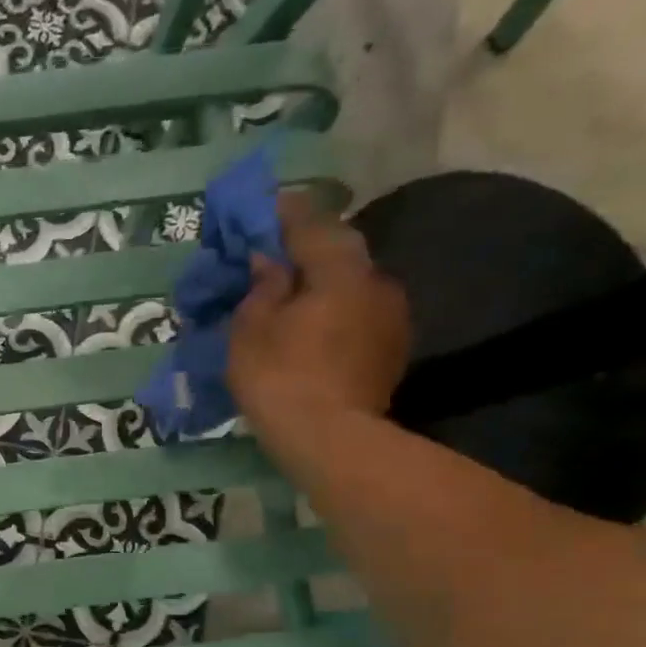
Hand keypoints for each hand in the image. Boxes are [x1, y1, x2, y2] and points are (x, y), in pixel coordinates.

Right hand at [228, 190, 410, 437]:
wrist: (332, 440)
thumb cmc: (281, 378)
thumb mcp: (252, 330)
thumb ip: (263, 287)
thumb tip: (270, 261)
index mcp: (339, 269)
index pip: (311, 223)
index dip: (285, 213)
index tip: (266, 206)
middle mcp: (376, 282)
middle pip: (339, 252)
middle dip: (308, 250)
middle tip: (277, 257)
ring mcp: (391, 317)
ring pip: (352, 285)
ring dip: (324, 284)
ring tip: (294, 297)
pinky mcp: (392, 349)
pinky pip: (358, 315)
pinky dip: (336, 312)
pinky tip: (315, 329)